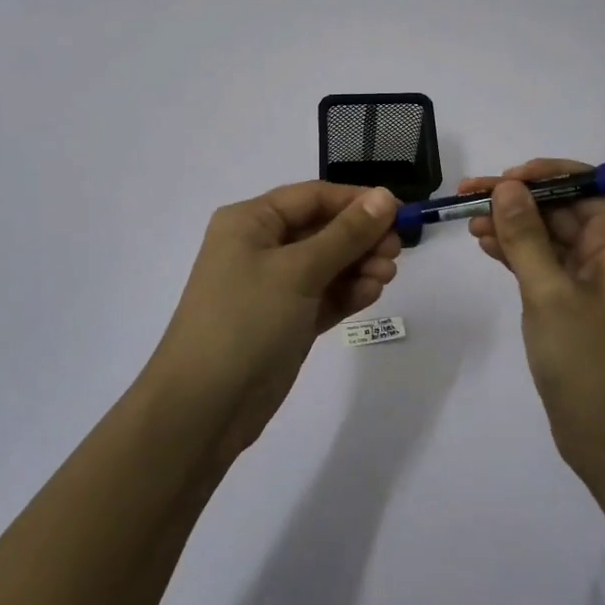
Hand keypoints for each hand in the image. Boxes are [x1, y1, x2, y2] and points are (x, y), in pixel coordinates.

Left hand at [146, 182, 400, 459]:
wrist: (204, 408)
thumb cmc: (246, 321)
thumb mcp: (298, 271)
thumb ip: (346, 234)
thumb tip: (386, 196)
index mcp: (251, 222)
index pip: (313, 197)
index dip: (356, 201)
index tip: (399, 212)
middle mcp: (260, 247)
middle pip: (322, 229)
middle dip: (360, 237)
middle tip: (396, 251)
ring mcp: (272, 286)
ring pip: (326, 264)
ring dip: (359, 265)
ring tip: (386, 276)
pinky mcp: (285, 321)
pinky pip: (323, 295)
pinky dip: (347, 293)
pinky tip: (371, 293)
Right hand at [461, 159, 604, 479]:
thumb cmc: (587, 361)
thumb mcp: (550, 293)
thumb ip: (526, 236)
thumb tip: (508, 186)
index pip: (588, 186)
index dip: (548, 174)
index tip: (507, 177)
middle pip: (562, 208)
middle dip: (518, 199)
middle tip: (470, 196)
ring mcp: (588, 282)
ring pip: (548, 235)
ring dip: (512, 225)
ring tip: (469, 222)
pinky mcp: (571, 304)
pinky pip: (542, 263)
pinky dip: (515, 252)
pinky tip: (485, 246)